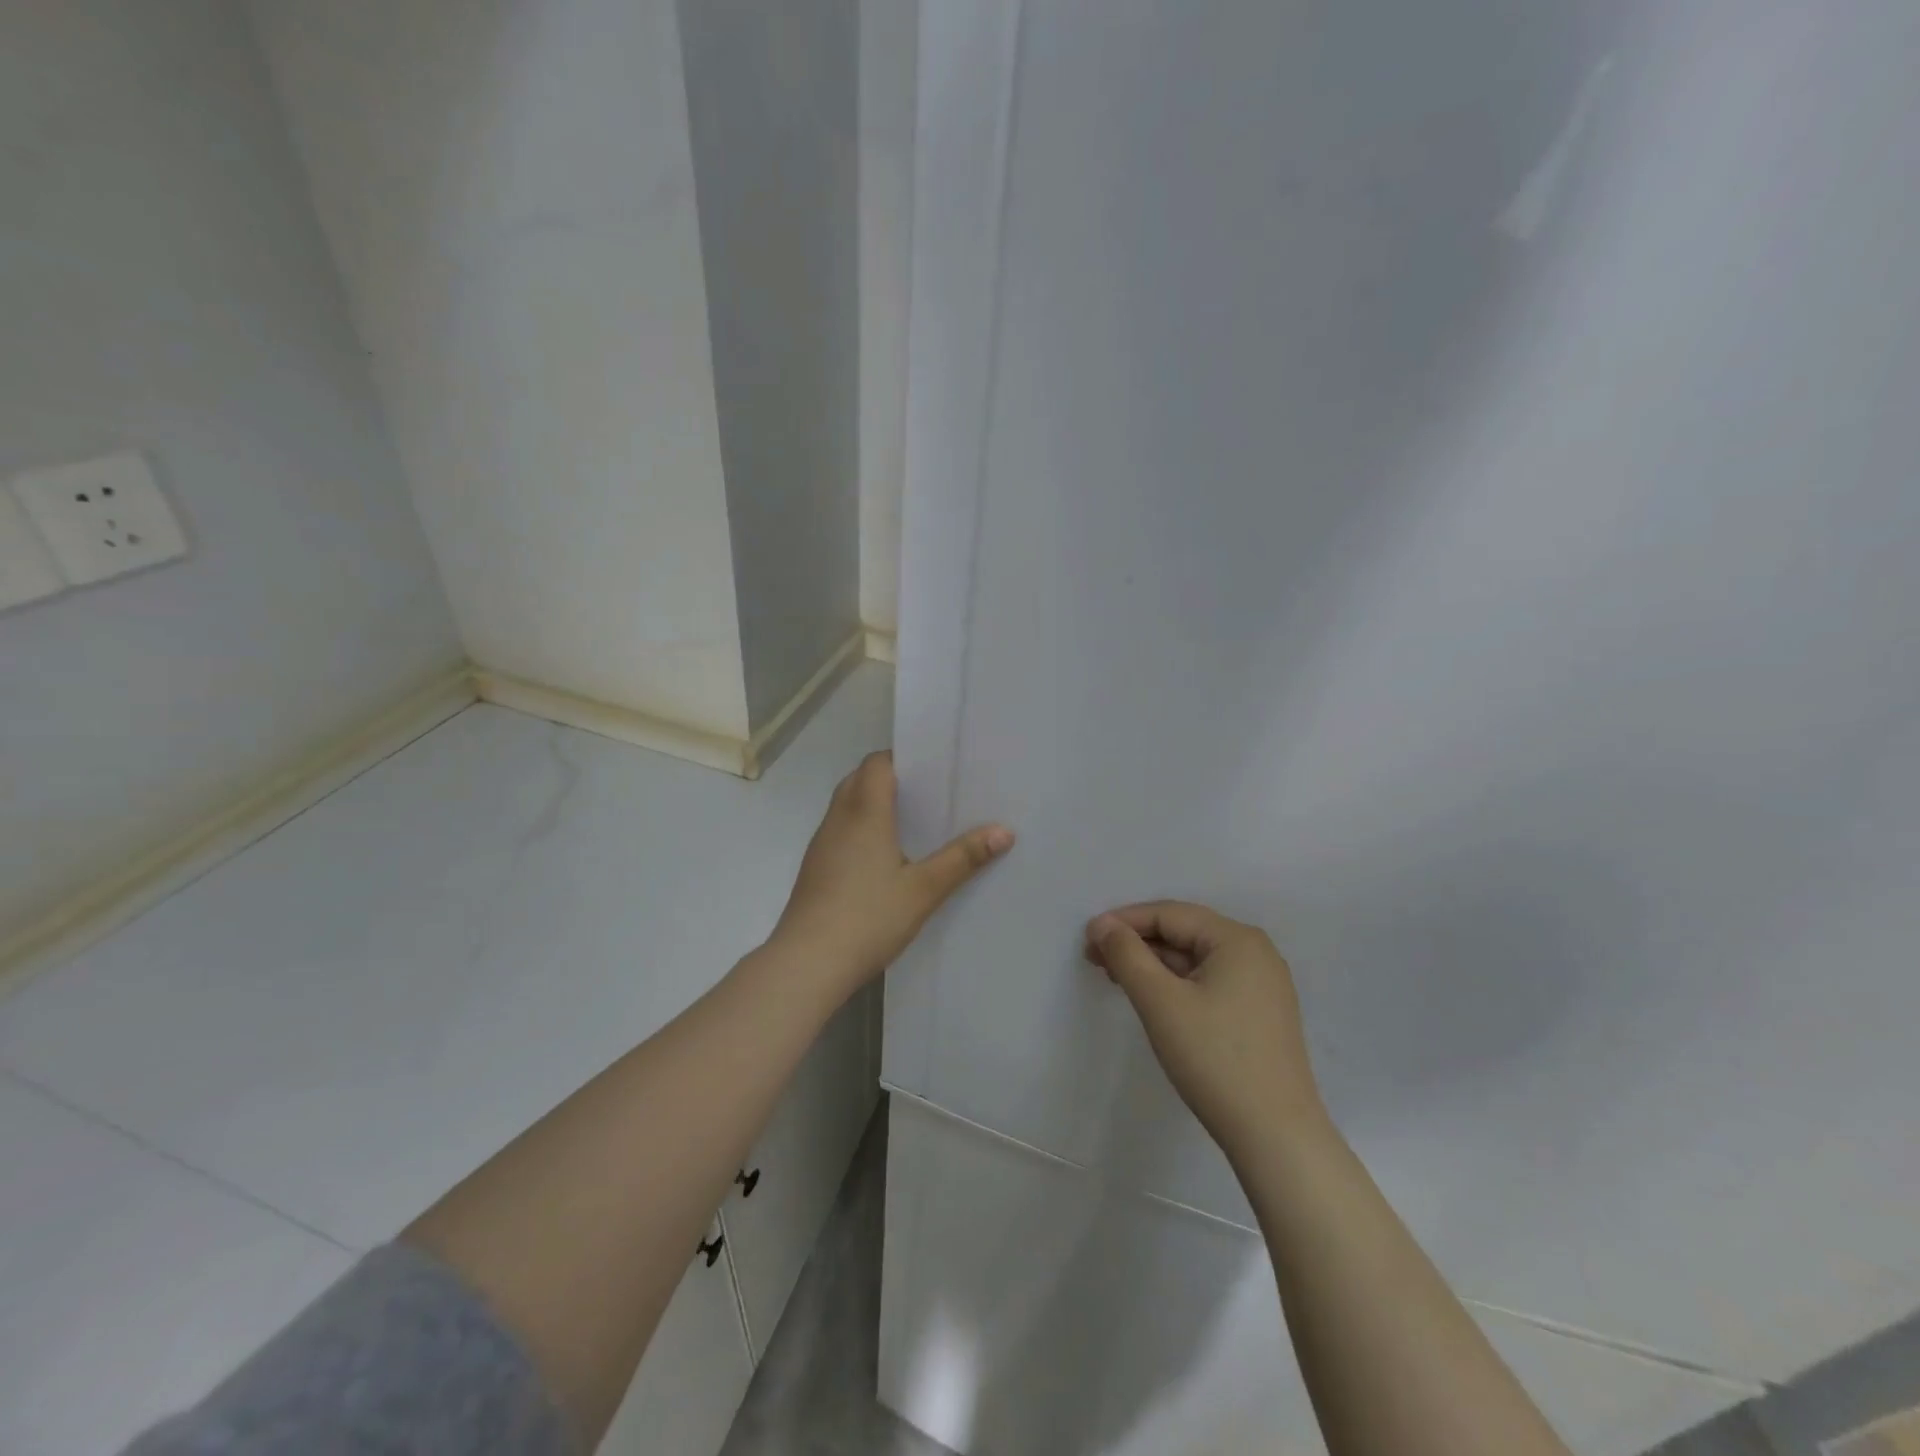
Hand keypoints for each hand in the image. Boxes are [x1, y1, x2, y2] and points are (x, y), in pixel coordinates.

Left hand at [773, 751, 1013, 1001]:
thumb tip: (1004, 831)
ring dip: (873, 804)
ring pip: (847, 805)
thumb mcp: (924, 889)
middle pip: (860, 779)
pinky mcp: (815, 868)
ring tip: (912, 822)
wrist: (808, 963)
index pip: (877, 763)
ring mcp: (822, 844)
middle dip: (891, 779)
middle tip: (928, 794)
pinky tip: (884, 857)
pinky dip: (861, 828)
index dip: (902, 759)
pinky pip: (840, 830)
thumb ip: (963, 858)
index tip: (933, 769)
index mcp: (864, 812)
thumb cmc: (868, 917)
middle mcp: (838, 819)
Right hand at [1086, 901, 1324, 1161]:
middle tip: (1095, 958)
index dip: (1124, 921)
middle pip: (1184, 933)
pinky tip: (1152, 998)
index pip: (1170, 914)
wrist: (1275, 1136)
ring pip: (1195, 959)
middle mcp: (1255, 953)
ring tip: (1115, 977)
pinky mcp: (1260, 1014)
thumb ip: (1127, 955)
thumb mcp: (1160, 1002)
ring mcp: (1262, 985)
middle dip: (1137, 943)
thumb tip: (1102, 923)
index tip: (1087, 938)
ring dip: (1153, 964)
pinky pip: (1209, 982)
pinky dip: (1176, 984)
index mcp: (1237, 939)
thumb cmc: (1214, 1059)